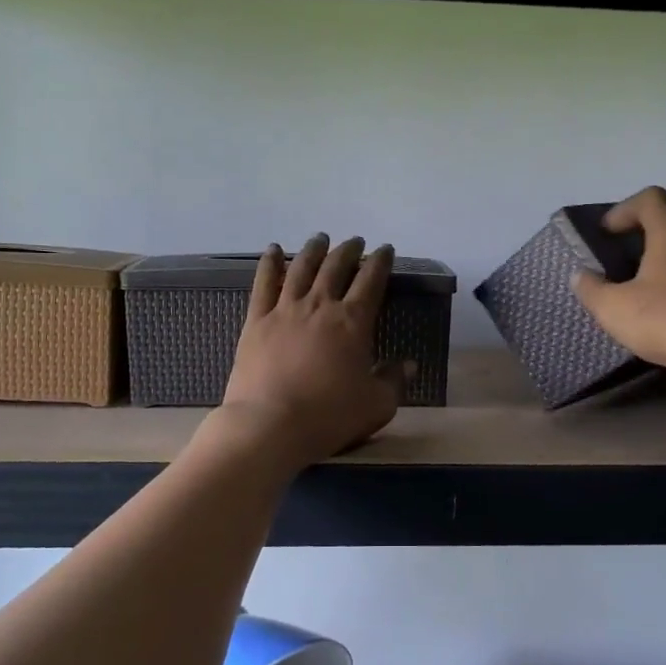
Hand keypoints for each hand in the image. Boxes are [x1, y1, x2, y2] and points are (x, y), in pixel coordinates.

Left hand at [214, 234, 409, 470]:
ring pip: (301, 268)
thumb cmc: (329, 416)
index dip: (380, 262)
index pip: (372, 281)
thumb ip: (394, 381)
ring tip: (320, 239)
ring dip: (313, 250)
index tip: (385, 250)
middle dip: (349, 251)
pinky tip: (272, 250)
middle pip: (336, 267)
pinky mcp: (256, 321)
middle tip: (355, 242)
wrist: (270, 425)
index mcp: (353, 322)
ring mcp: (284, 310)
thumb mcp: (376, 404)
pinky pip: (263, 284)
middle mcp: (320, 306)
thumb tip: (408, 365)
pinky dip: (269, 263)